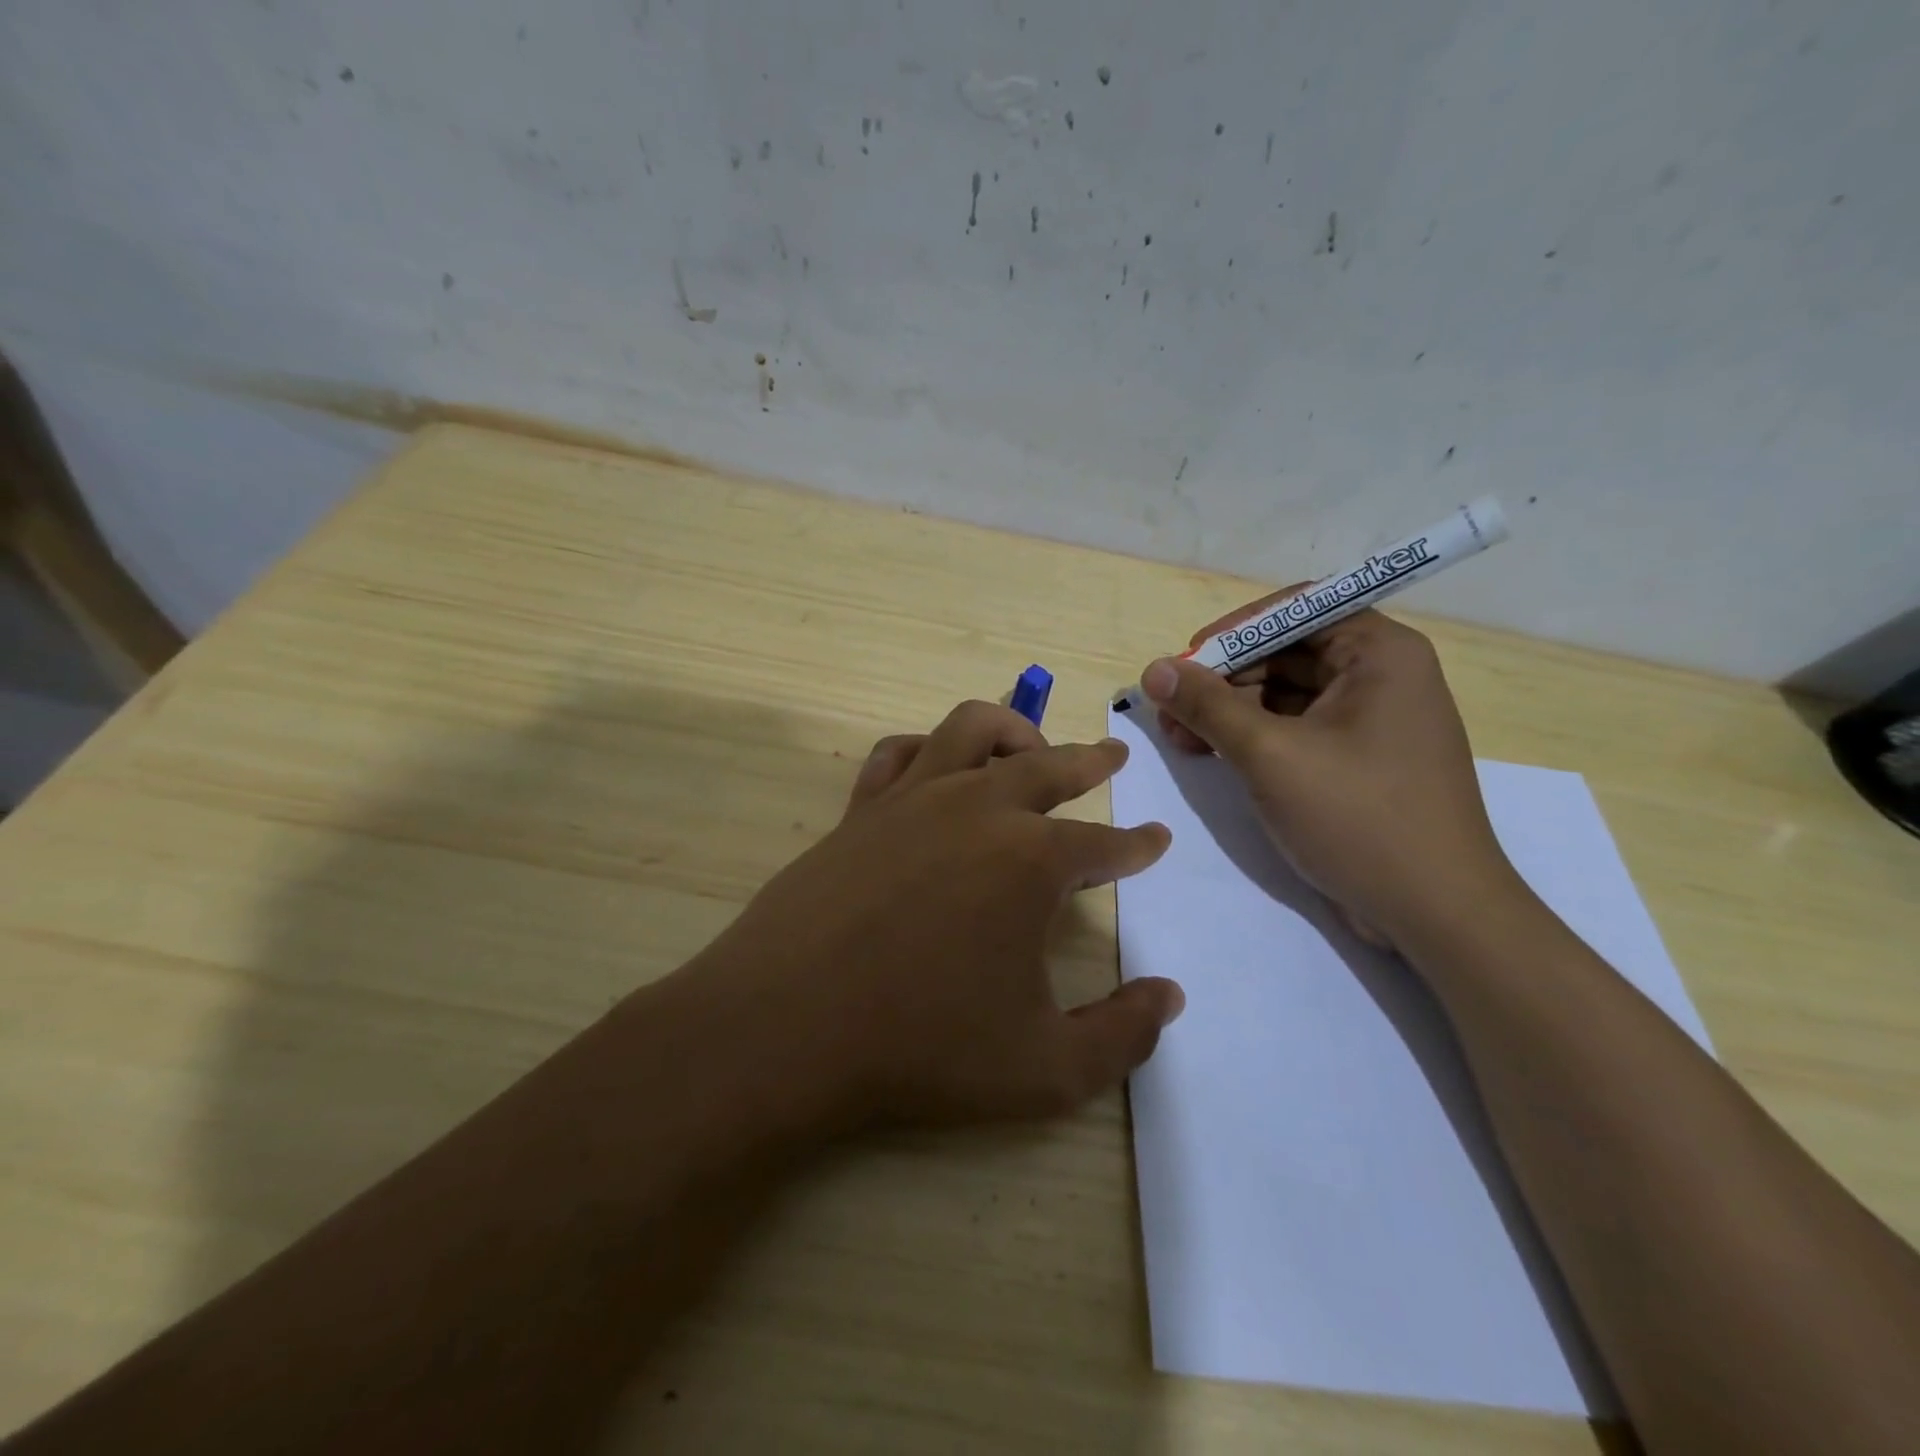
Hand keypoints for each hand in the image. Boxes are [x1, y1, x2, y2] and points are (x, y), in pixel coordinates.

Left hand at [688, 701, 1183, 1128]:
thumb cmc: (922, 1048)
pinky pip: (899, 753)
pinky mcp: (861, 809)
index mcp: (1032, 861)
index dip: (1136, 846)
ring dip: (1013, 729)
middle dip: (1090, 759)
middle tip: (1113, 755)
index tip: (1154, 840)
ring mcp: (913, 800)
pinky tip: (936, 766)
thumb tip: (1170, 998)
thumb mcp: (1045, 1070)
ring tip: (1031, 746)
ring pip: (972, 729)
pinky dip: (929, 748)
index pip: (1104, 844)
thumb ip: (1122, 1036)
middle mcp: (978, 810)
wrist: (787, 1029)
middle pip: (1049, 765)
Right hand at [1141, 593, 1518, 946]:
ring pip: (1284, 693)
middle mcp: (1380, 675)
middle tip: (1170, 711)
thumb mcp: (1271, 755)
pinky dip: (1252, 738)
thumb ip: (1208, 706)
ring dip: (1230, 711)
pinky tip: (1212, 755)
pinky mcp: (1358, 760)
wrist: (1436, 914)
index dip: (1235, 630)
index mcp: (1379, 653)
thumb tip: (1153, 670)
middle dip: (1223, 679)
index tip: (1186, 662)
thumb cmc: (1359, 818)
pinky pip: (1296, 729)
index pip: (1296, 609)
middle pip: (1286, 651)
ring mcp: (1370, 720)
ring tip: (1181, 740)